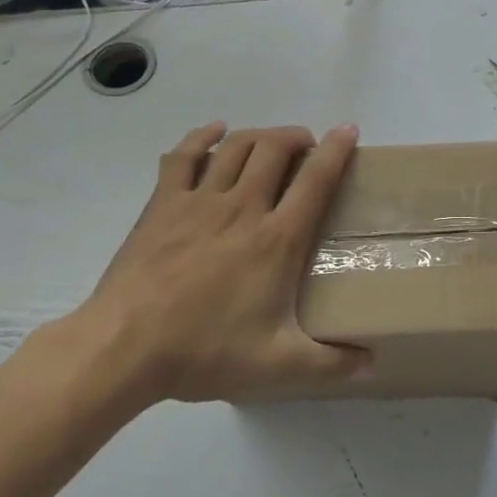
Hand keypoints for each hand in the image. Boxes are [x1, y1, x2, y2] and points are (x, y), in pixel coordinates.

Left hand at [32, 122, 369, 416]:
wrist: (124, 347)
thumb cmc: (205, 351)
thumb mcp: (278, 366)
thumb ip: (330, 364)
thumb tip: (371, 364)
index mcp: (277, 239)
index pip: (316, 179)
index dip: (337, 150)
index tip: (348, 131)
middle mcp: (243, 207)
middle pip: (275, 148)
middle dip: (297, 137)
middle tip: (308, 146)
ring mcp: (199, 200)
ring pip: (236, 146)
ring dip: (260, 135)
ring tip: (272, 142)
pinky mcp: (163, 204)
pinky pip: (184, 156)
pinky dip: (202, 137)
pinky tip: (214, 132)